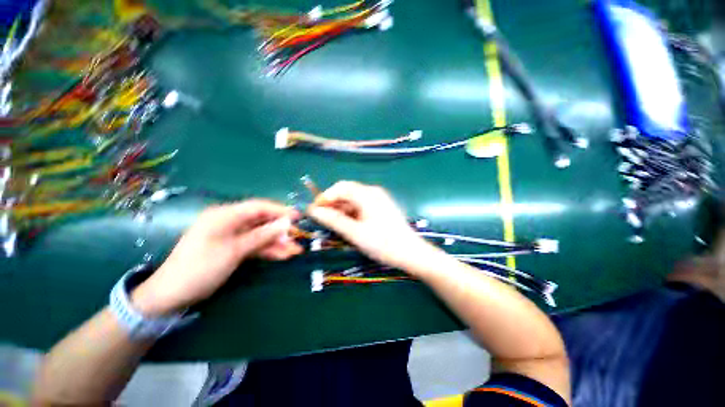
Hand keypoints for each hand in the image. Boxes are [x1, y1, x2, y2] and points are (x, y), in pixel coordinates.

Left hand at [132, 200, 301, 315]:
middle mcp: (230, 222)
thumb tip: (286, 223)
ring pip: (260, 235)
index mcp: (225, 216)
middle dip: (281, 230)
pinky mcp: (232, 247)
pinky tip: (282, 255)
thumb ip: (262, 235)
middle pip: (262, 221)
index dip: (280, 210)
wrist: (172, 295)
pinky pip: (254, 245)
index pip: (259, 207)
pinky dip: (267, 250)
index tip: (298, 217)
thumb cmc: (200, 268)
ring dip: (277, 243)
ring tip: (294, 251)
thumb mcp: (234, 251)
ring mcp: (231, 235)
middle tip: (297, 238)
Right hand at [307, 181, 433, 270]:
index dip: (325, 197)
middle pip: (347, 192)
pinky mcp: (382, 207)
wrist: (411, 253)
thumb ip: (333, 220)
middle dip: (333, 203)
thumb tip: (313, 210)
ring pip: (354, 199)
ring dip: (342, 209)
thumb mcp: (355, 232)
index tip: (314, 211)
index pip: (340, 187)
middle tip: (323, 219)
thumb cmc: (383, 243)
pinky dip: (352, 212)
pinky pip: (362, 205)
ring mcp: (379, 199)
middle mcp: (373, 192)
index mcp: (367, 194)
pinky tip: (348, 224)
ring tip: (334, 224)